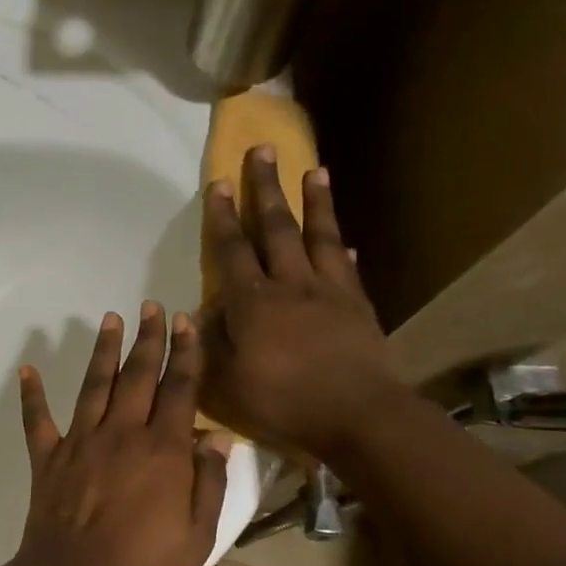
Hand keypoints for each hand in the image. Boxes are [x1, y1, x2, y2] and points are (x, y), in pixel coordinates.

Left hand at [12, 303, 229, 565]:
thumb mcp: (197, 534)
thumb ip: (208, 482)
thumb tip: (218, 437)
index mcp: (162, 450)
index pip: (179, 389)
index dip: (185, 353)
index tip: (187, 322)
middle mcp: (121, 434)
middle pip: (138, 376)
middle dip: (148, 338)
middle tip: (152, 306)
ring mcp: (80, 442)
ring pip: (94, 385)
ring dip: (103, 350)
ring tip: (110, 319)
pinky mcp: (48, 458)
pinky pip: (38, 420)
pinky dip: (31, 395)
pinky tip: (27, 370)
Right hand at [200, 149, 401, 459]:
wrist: (357, 416)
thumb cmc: (284, 402)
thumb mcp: (228, 381)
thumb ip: (213, 342)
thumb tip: (206, 309)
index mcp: (253, 302)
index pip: (232, 250)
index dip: (222, 216)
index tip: (217, 182)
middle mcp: (291, 284)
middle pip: (276, 227)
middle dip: (266, 187)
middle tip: (262, 149)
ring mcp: (329, 291)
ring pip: (319, 236)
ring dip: (315, 201)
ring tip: (314, 169)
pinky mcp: (358, 306)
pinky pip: (348, 268)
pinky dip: (342, 249)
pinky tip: (344, 239)